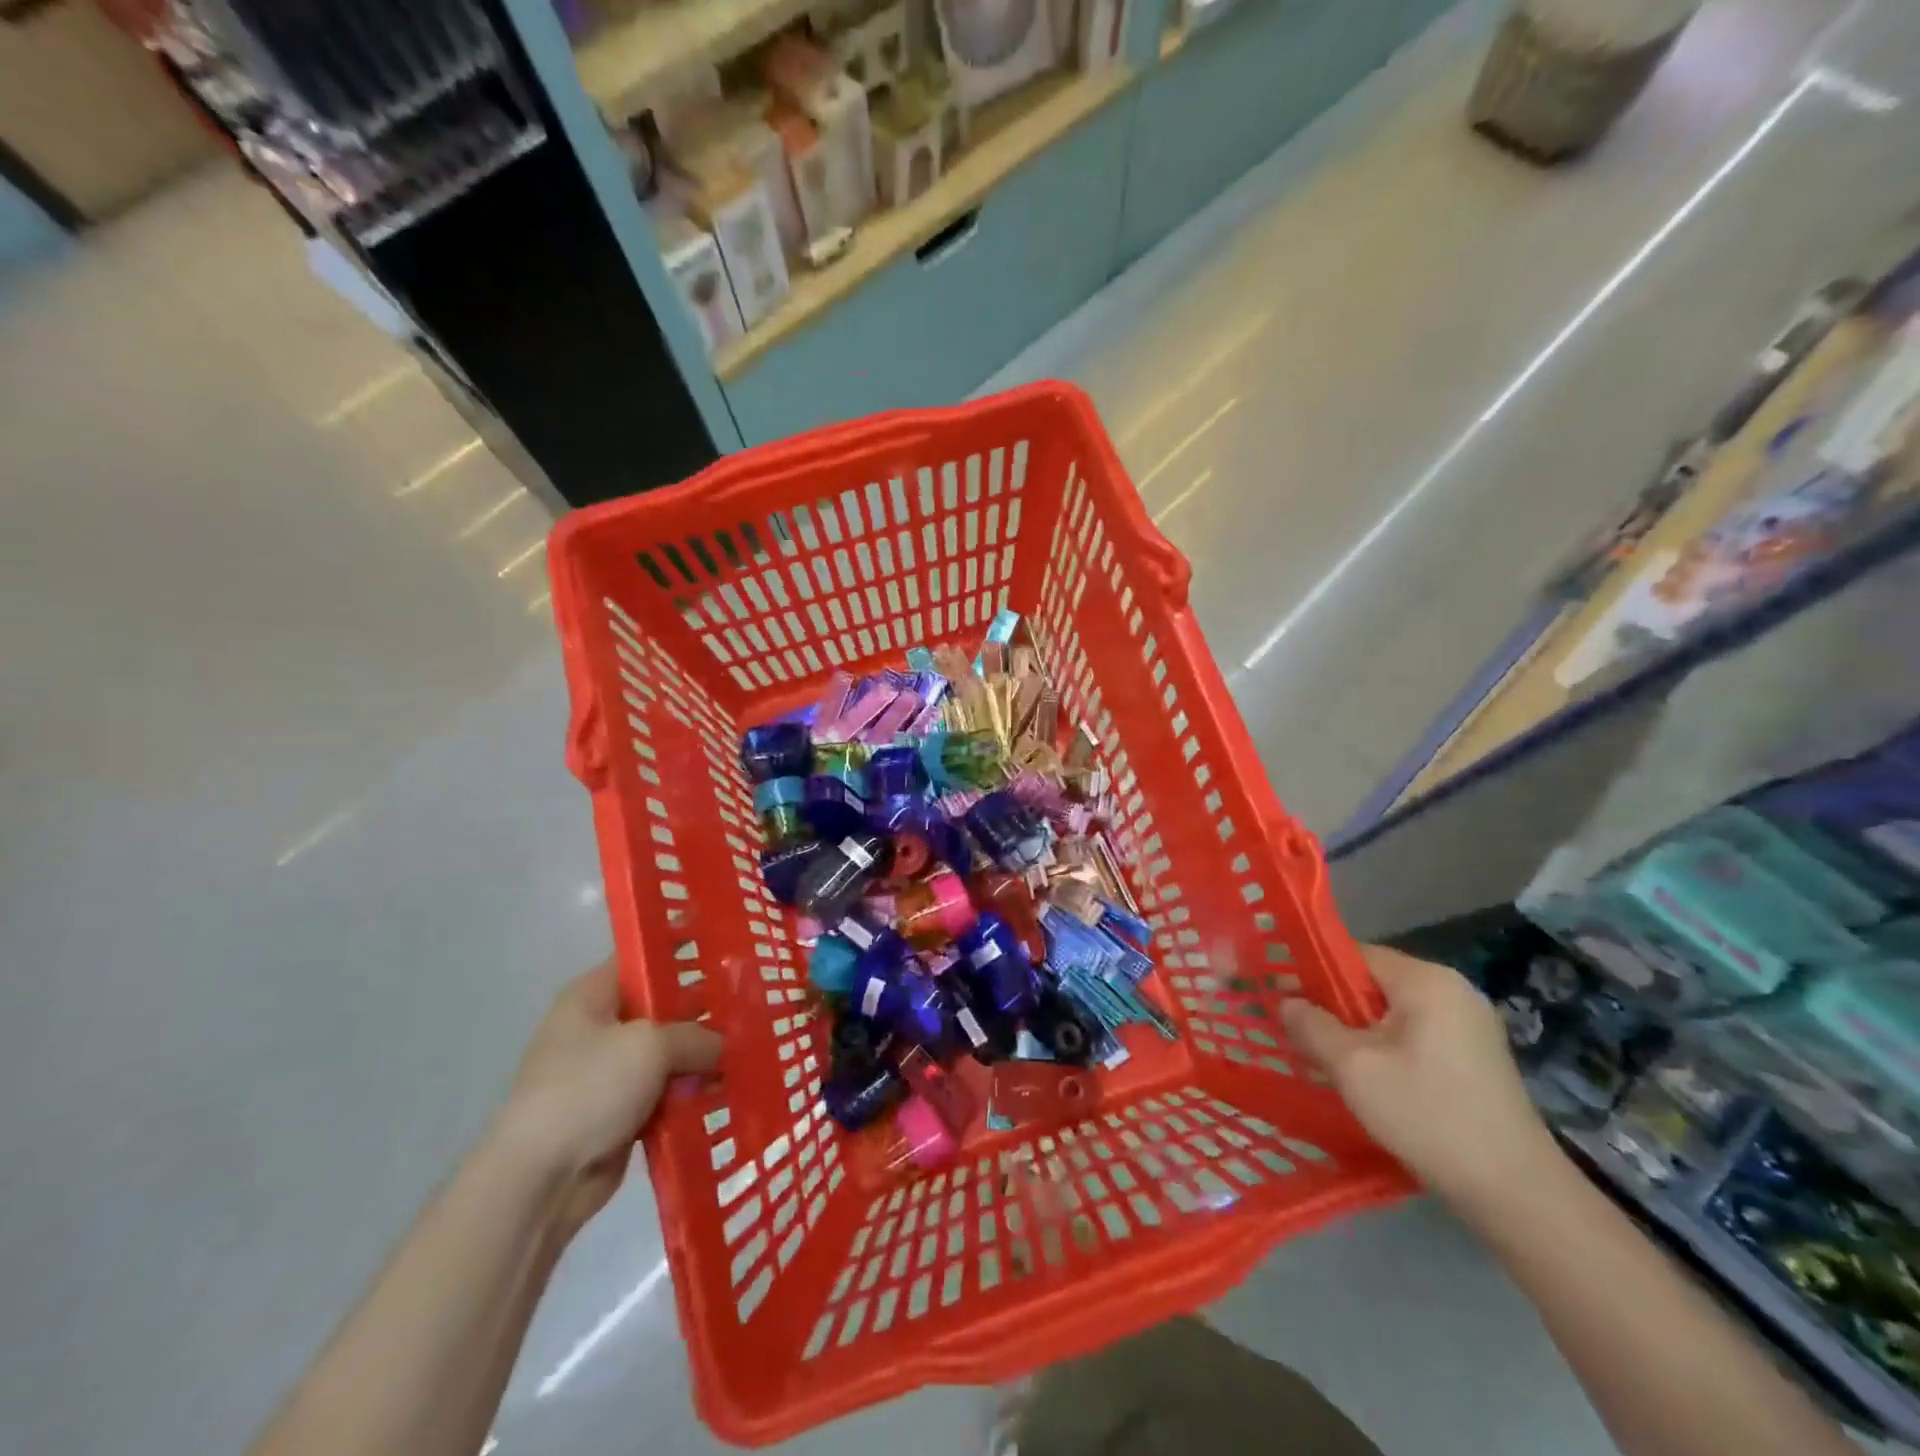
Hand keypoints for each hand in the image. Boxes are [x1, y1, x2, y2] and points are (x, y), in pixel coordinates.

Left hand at [494, 957, 721, 1234]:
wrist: (540, 1180)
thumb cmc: (589, 1089)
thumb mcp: (651, 1045)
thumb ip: (696, 1036)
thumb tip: (722, 1046)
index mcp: (592, 995)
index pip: (644, 959)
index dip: (685, 956)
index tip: (730, 960)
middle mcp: (597, 1028)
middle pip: (661, 1009)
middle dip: (702, 1014)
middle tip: (750, 1011)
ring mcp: (606, 1073)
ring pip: (666, 1055)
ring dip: (699, 1060)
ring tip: (748, 1053)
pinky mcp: (616, 1113)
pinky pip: (662, 1093)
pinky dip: (687, 1095)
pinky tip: (726, 1091)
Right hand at [1281, 945, 1556, 1210]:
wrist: (1516, 1193)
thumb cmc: (1427, 1115)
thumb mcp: (1353, 1068)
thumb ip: (1311, 1026)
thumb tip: (1286, 1001)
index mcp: (1426, 980)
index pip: (1353, 954)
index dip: (1313, 973)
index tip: (1284, 1000)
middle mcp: (1453, 989)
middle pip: (1373, 982)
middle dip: (1334, 1006)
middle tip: (1301, 1035)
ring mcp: (1471, 1023)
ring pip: (1392, 1011)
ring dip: (1358, 1030)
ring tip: (1328, 1060)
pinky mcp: (1477, 1055)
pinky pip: (1415, 1033)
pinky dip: (1386, 1047)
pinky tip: (1370, 1079)